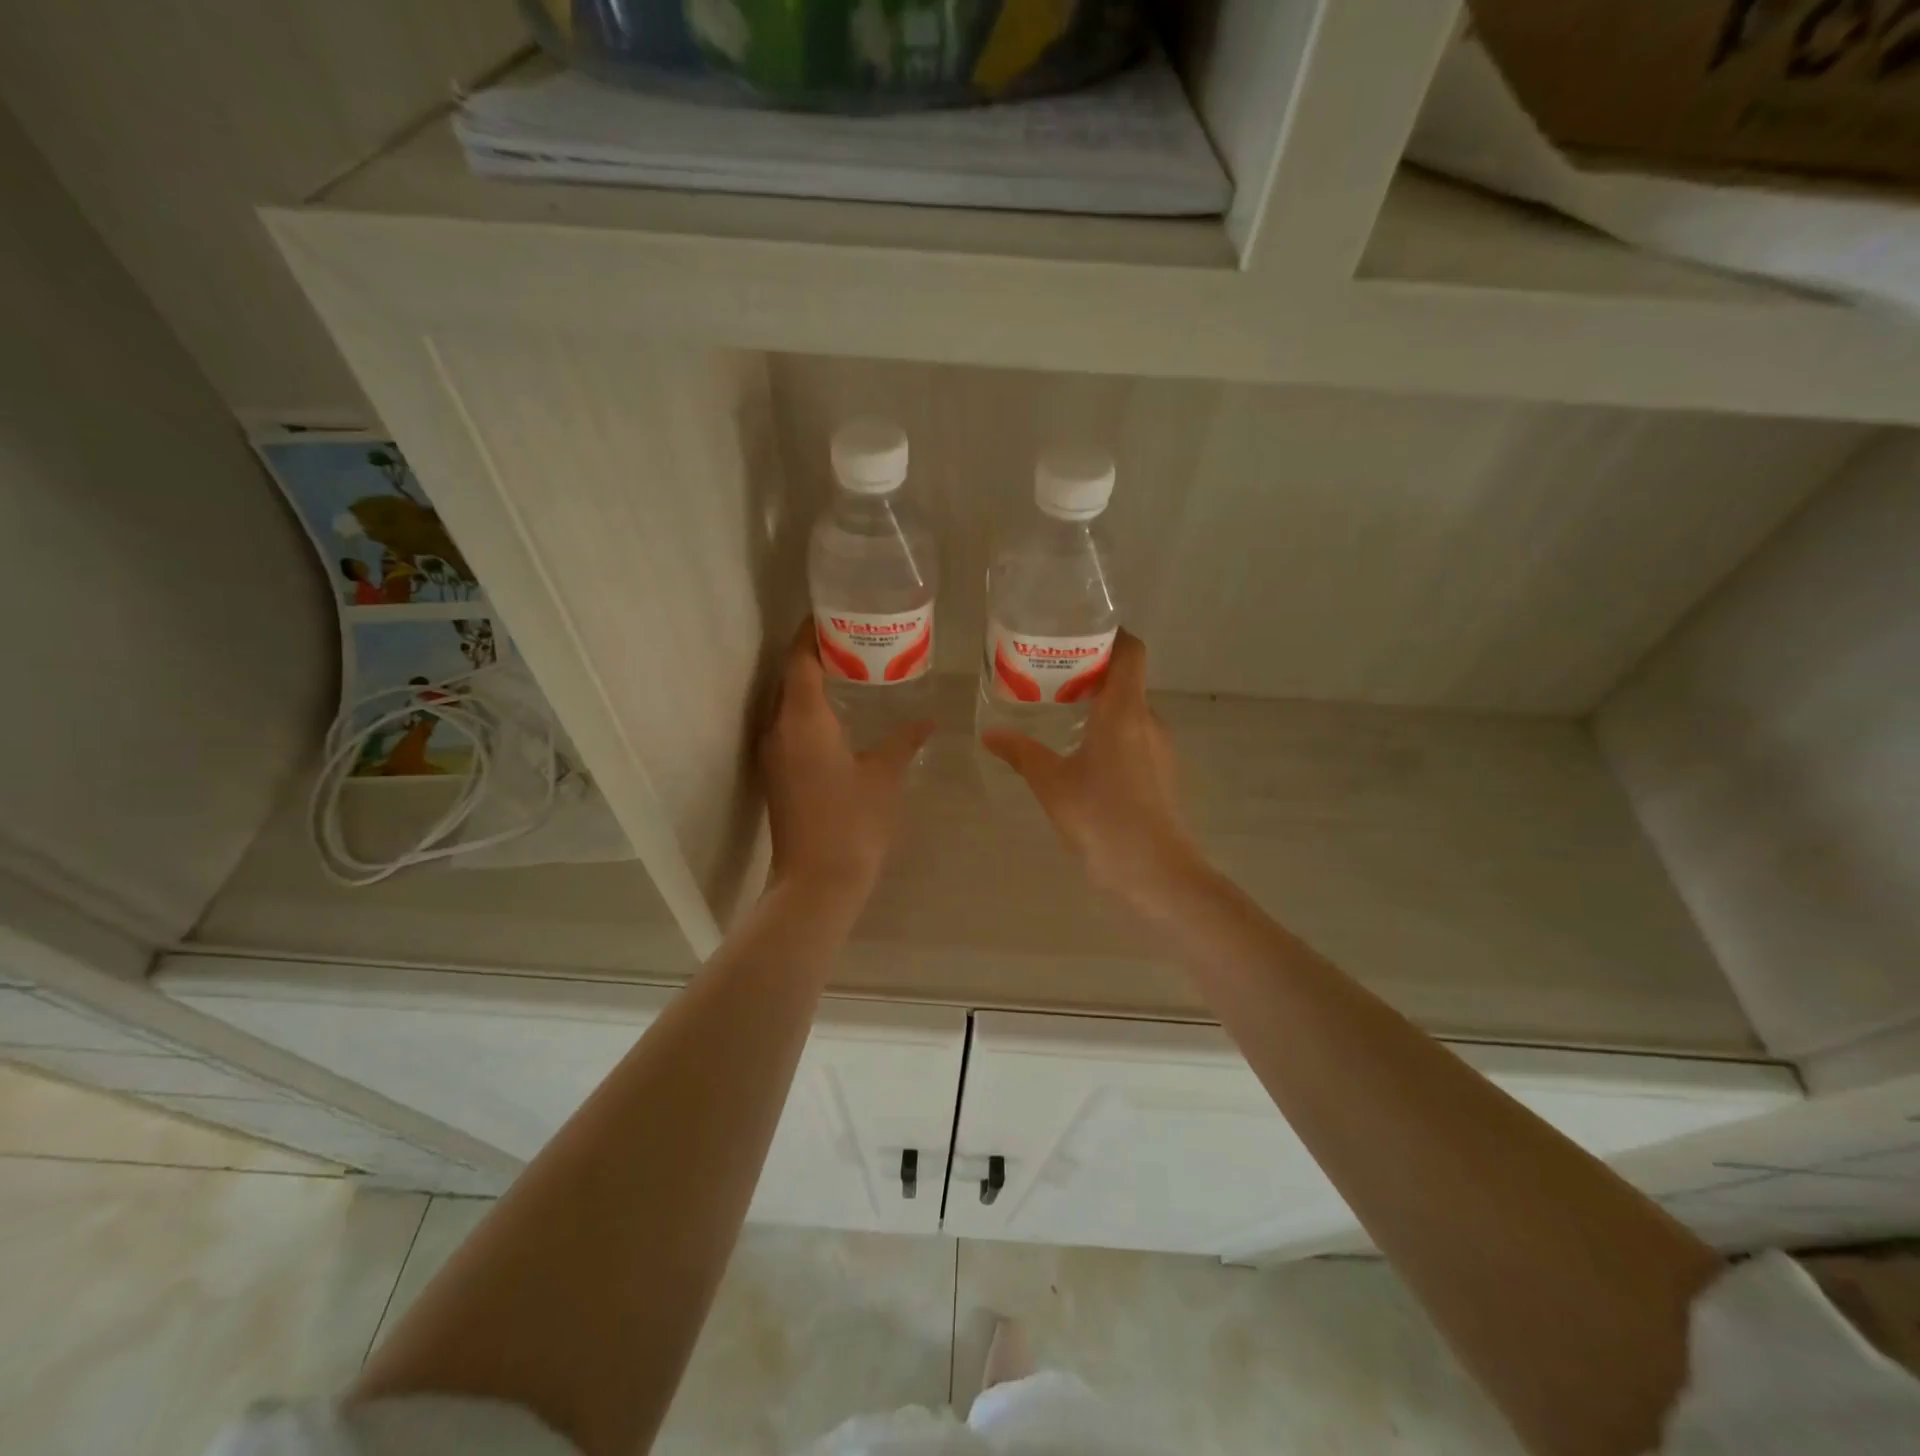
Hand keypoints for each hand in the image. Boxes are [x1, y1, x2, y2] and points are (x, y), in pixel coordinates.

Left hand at [761, 619, 931, 903]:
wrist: (816, 882)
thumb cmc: (854, 823)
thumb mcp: (885, 776)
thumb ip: (904, 740)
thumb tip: (928, 720)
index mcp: (803, 720)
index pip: (800, 659)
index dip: (812, 632)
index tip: (835, 612)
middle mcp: (779, 728)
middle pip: (790, 676)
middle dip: (815, 652)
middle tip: (854, 638)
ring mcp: (773, 753)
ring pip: (786, 702)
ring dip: (811, 682)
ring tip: (849, 669)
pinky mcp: (777, 773)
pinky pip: (789, 725)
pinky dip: (808, 709)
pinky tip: (839, 715)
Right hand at [981, 630, 1208, 912]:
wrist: (1155, 873)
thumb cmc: (1102, 818)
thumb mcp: (1052, 784)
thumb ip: (1021, 753)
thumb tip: (990, 733)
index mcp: (1124, 710)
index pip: (1131, 651)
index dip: (1111, 636)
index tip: (1078, 637)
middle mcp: (1148, 720)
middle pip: (1126, 681)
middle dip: (1092, 675)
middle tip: (1051, 680)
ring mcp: (1161, 749)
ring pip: (1130, 713)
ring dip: (1100, 709)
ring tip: (1060, 718)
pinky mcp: (1162, 774)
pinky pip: (1135, 739)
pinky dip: (1111, 735)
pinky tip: (1083, 759)